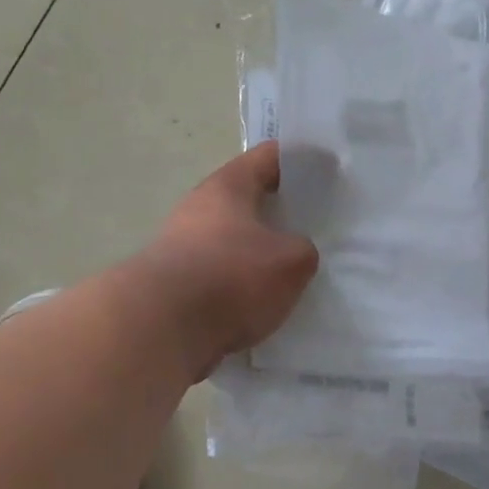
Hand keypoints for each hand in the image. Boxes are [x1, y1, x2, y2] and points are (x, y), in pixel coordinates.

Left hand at [138, 142, 318, 378]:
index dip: (300, 160)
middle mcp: (200, 209)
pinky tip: (267, 305)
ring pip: (235, 242)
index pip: (269, 157)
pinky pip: (222, 277)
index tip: (328, 168)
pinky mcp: (176, 286)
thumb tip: (294, 253)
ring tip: (295, 272)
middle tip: (317, 224)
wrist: (160, 330)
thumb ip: (303, 250)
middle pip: (249, 200)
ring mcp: (182, 248)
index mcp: (228, 187)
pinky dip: (243, 286)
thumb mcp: (292, 261)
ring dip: (261, 253)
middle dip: (281, 211)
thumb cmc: (231, 278)